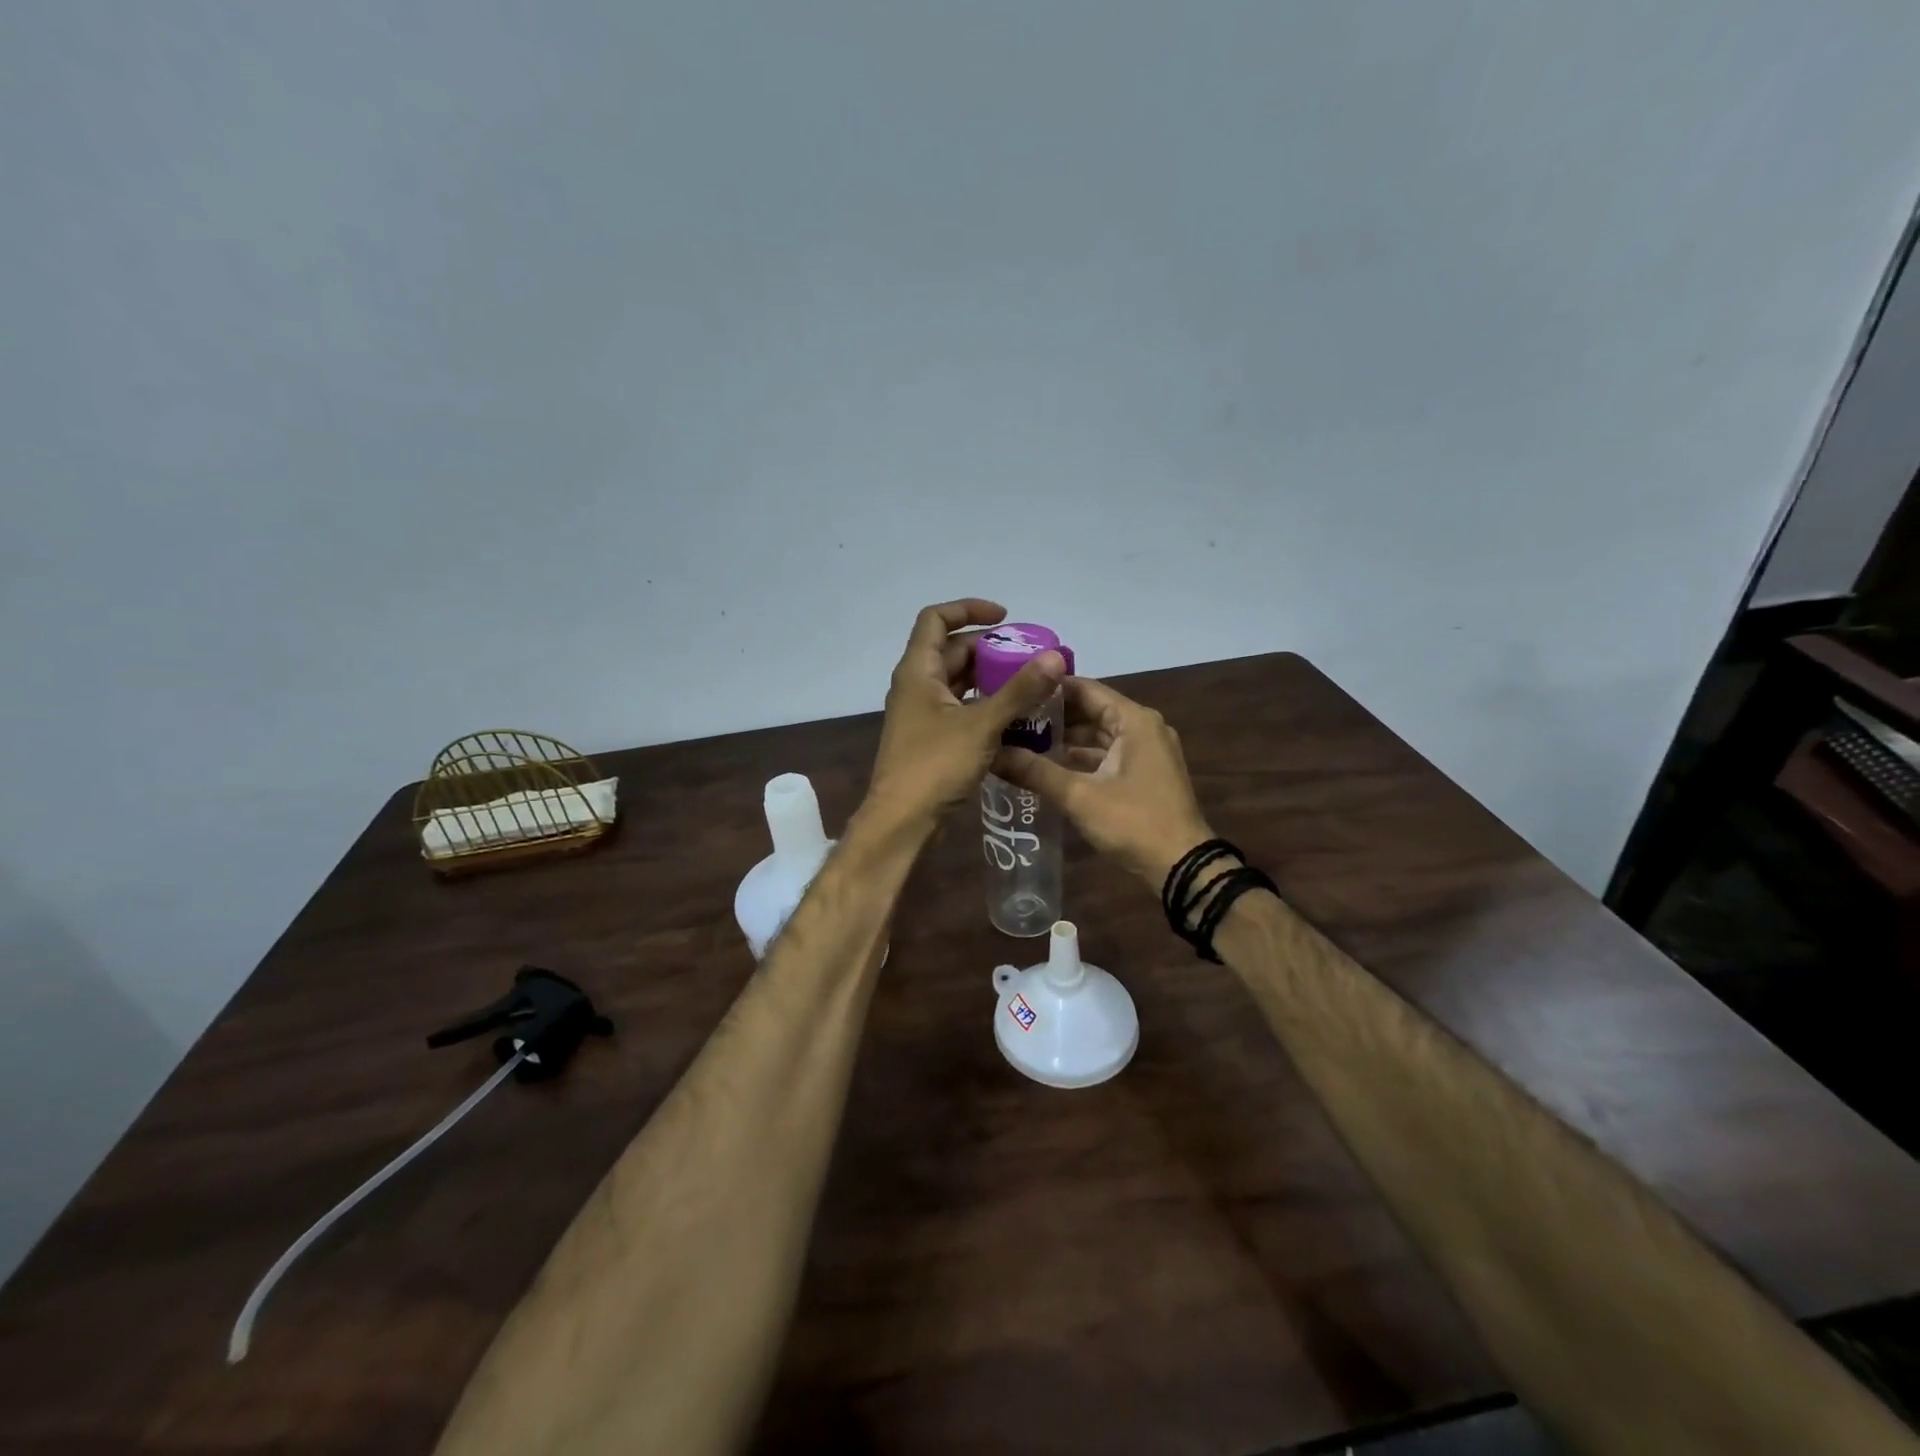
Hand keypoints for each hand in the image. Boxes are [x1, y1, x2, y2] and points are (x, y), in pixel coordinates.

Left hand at [865, 599, 1066, 832]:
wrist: (902, 822)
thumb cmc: (935, 766)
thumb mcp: (982, 725)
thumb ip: (1020, 691)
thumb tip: (1056, 657)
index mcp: (918, 671)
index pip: (936, 619)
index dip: (969, 609)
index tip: (1006, 618)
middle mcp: (916, 686)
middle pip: (952, 651)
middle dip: (991, 648)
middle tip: (1029, 657)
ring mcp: (922, 714)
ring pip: (959, 682)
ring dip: (991, 679)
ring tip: (1030, 684)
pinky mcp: (931, 739)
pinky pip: (961, 709)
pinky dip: (985, 705)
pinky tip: (1015, 717)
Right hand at [992, 676, 1213, 888]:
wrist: (1182, 866)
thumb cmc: (1133, 822)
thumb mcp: (1079, 796)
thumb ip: (1035, 771)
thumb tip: (991, 753)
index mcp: (1134, 720)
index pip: (1084, 689)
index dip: (1048, 688)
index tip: (1013, 690)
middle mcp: (1142, 727)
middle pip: (1091, 710)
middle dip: (1052, 716)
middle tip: (1010, 718)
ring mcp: (1146, 751)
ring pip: (1098, 735)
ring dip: (1064, 739)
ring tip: (1020, 740)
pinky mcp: (1144, 774)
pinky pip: (1106, 755)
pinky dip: (1080, 758)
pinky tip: (1047, 766)